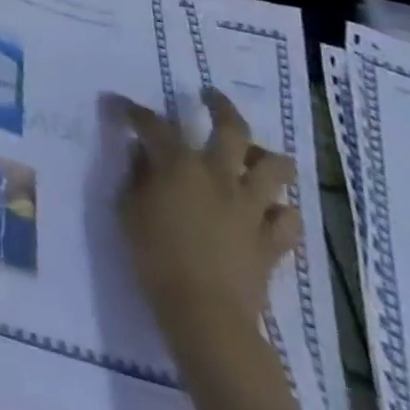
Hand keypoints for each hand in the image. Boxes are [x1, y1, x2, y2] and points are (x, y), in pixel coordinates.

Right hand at [110, 88, 301, 349]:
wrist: (204, 312)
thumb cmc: (154, 255)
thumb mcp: (128, 209)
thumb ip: (136, 175)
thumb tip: (141, 153)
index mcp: (180, 164)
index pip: (154, 124)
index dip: (135, 112)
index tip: (120, 105)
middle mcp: (220, 175)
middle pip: (232, 128)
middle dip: (220, 106)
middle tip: (210, 96)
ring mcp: (252, 207)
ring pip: (275, 168)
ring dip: (264, 156)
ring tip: (251, 155)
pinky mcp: (272, 240)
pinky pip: (289, 218)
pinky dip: (280, 210)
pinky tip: (268, 211)